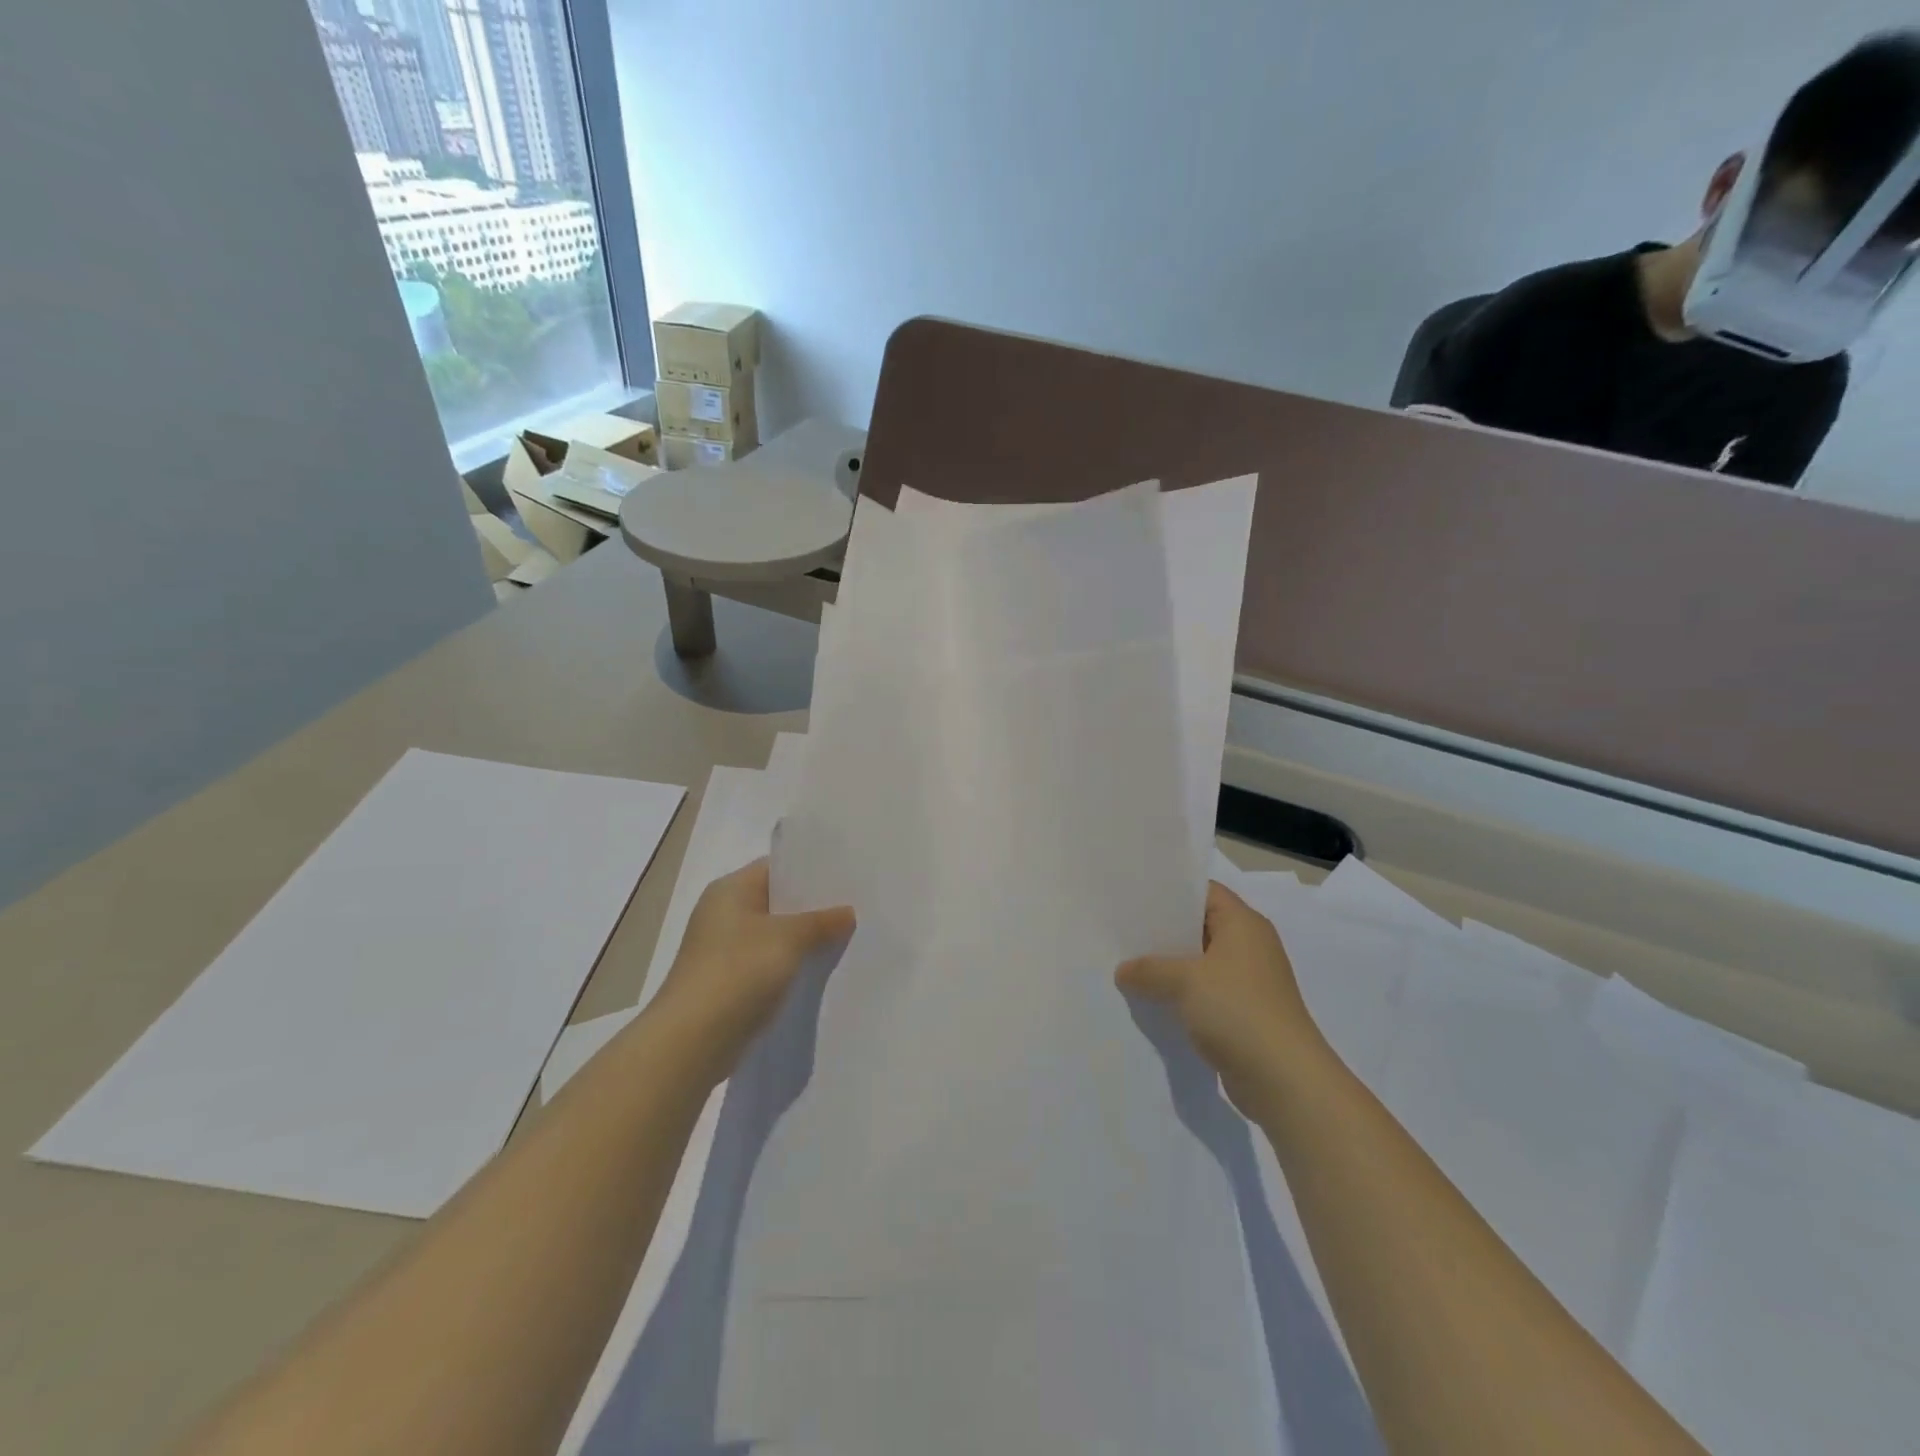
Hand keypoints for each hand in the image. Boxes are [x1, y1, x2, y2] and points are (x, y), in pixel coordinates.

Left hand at [654, 858, 854, 1078]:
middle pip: (777, 901)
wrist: (692, 1041)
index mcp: (730, 890)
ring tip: (847, 936)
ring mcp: (724, 949)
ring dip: (804, 938)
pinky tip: (821, 969)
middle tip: (855, 905)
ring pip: (775, 935)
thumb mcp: (788, 939)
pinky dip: (792, 964)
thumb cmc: (738, 972)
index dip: (811, 870)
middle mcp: (723, 913)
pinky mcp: (729, 981)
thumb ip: (821, 921)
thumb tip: (847, 912)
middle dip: (813, 906)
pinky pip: (769, 963)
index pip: (776, 868)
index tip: (847, 875)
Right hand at [1116, 880, 1331, 1117]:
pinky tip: (1150, 1000)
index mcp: (1243, 924)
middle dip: (1163, 931)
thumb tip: (1123, 971)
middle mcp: (1249, 946)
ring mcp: (1248, 982)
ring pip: (1200, 962)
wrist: (1284, 1080)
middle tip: (1123, 930)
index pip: (1204, 891)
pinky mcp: (1243, 1013)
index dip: (1171, 890)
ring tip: (1128, 965)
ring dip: (1170, 966)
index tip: (1135, 895)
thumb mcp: (1184, 981)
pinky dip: (1181, 994)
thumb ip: (1149, 969)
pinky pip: (1205, 993)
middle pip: (1200, 926)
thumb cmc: (1237, 1011)